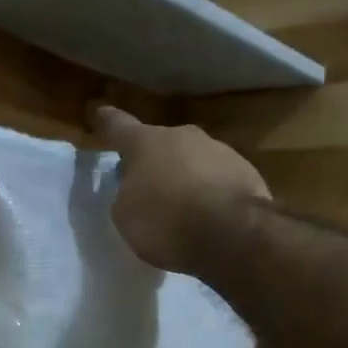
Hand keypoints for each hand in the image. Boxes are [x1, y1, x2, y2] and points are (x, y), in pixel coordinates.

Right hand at [92, 105, 269, 274]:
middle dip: (152, 160)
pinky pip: (218, 179)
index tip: (100, 113)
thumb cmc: (166, 221)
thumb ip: (126, 195)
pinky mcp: (247, 171)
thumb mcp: (125, 215)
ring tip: (182, 207)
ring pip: (192, 159)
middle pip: (160, 143)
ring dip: (185, 176)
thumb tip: (138, 189)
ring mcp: (219, 150)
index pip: (118, 126)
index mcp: (145, 143)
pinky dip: (210, 192)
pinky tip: (209, 216)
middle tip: (147, 185)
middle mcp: (182, 136)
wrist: (234, 234)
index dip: (106, 122)